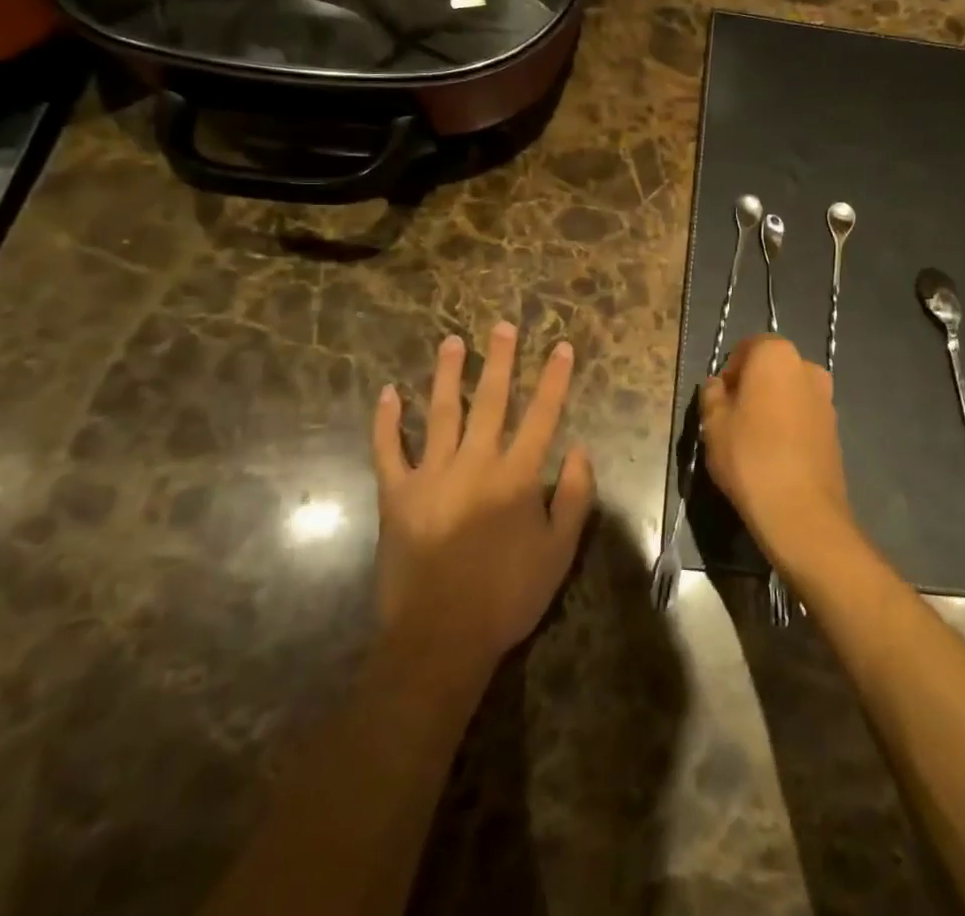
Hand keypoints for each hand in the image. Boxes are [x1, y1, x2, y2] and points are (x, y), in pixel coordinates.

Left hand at [371, 325, 594, 681]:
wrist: (440, 638)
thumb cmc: (508, 595)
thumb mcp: (560, 550)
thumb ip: (575, 496)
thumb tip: (579, 449)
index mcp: (517, 475)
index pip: (542, 415)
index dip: (554, 379)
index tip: (561, 347)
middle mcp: (476, 463)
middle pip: (491, 400)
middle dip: (500, 360)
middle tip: (502, 326)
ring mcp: (432, 475)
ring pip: (441, 412)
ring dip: (447, 374)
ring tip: (451, 342)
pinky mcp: (397, 495)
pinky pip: (388, 450)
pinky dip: (386, 421)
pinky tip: (387, 393)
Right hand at [699, 335, 855, 575]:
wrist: (801, 511)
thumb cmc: (749, 456)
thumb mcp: (713, 423)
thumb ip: (712, 394)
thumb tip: (718, 385)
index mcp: (776, 354)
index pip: (747, 347)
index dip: (729, 371)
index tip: (719, 400)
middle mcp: (807, 367)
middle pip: (771, 369)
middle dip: (752, 386)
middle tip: (732, 419)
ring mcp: (826, 398)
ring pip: (789, 393)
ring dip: (772, 406)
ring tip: (753, 441)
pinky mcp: (835, 428)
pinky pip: (803, 416)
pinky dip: (789, 426)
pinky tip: (775, 455)